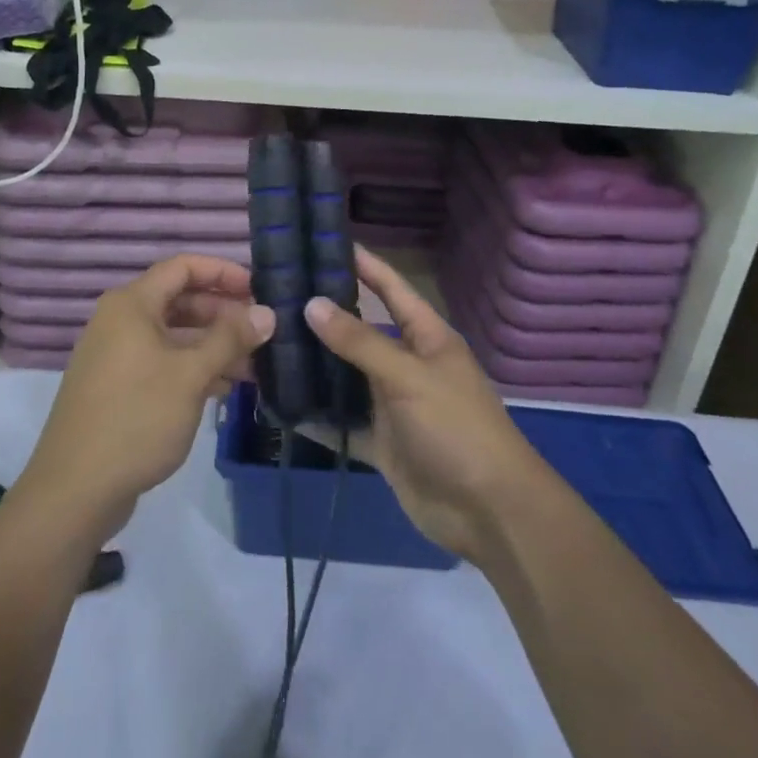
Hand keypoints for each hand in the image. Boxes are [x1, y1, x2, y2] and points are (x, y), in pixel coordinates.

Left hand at [15, 255, 273, 547]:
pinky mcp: (117, 387)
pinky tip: (224, 389)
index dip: (222, 272)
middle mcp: (120, 321)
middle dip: (222, 314)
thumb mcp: (191, 375)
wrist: (75, 490)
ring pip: (173, 336)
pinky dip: (192, 369)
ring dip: (212, 346)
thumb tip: (267, 313)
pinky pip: (161, 363)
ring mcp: (116, 355)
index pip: (183, 267)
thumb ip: (230, 339)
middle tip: (261, 332)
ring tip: (253, 367)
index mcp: (131, 304)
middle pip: (179, 300)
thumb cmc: (136, 418)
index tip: (258, 290)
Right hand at [304, 247, 549, 562]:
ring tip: (269, 343)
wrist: (489, 514)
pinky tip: (281, 403)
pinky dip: (317, 415)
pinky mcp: (381, 441)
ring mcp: (393, 405)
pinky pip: (343, 422)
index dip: (364, 265)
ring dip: (316, 365)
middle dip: (325, 316)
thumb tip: (312, 304)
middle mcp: (408, 364)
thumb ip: (360, 342)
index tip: (324, 243)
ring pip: (347, 376)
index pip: (392, 288)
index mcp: (427, 338)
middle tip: (275, 297)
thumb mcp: (409, 377)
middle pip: (362, 331)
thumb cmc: (456, 429)